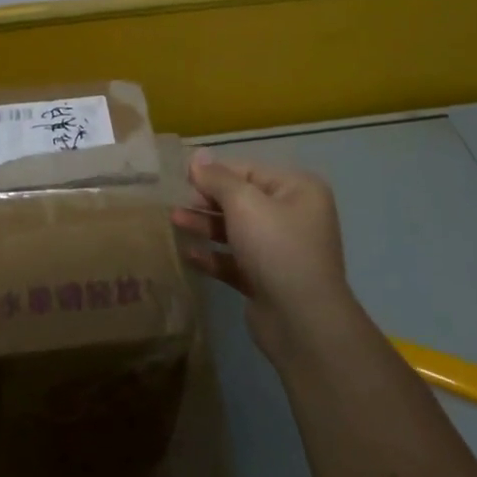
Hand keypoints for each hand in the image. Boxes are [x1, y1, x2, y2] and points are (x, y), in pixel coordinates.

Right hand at [173, 150, 354, 358]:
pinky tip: (188, 254)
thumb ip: (217, 179)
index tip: (182, 179)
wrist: (302, 321)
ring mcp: (281, 250)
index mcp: (298, 190)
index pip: (248, 171)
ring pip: (236, 231)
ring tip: (174, 223)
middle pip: (241, 201)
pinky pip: (235, 260)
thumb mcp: (244, 203)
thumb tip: (197, 156)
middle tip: (176, 205)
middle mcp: (293, 216)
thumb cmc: (275, 247)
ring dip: (205, 226)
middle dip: (207, 202)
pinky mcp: (267, 280)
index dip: (214, 174)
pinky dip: (213, 256)